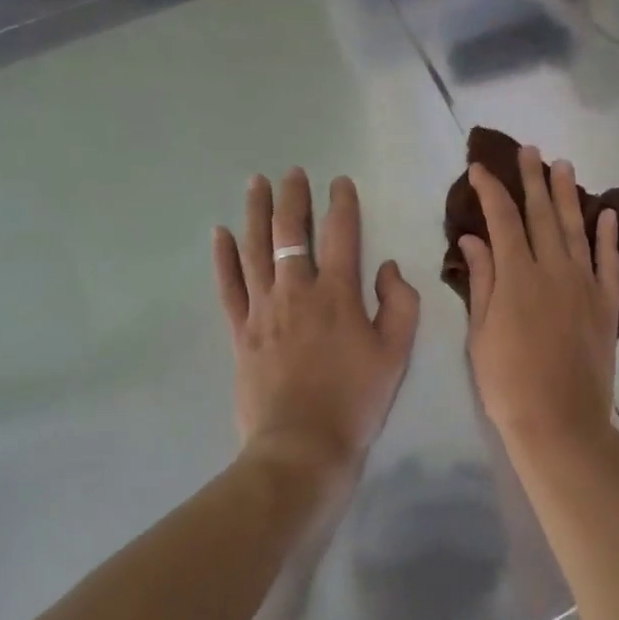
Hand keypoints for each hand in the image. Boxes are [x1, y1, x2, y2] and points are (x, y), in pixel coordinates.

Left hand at [212, 169, 418, 483]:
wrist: (302, 448)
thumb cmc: (355, 399)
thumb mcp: (396, 353)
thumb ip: (399, 303)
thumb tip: (387, 267)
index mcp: (338, 293)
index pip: (341, 234)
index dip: (341, 203)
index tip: (339, 181)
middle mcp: (297, 290)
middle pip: (291, 232)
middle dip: (293, 197)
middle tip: (292, 172)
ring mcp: (264, 309)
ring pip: (256, 249)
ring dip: (255, 212)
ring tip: (255, 182)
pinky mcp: (240, 331)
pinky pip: (229, 286)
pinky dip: (223, 258)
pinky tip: (219, 233)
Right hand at [458, 146, 618, 462]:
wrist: (560, 424)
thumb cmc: (507, 381)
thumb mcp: (480, 331)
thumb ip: (481, 279)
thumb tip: (473, 237)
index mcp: (517, 274)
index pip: (502, 218)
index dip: (490, 189)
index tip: (480, 168)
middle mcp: (553, 268)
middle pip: (542, 213)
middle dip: (533, 178)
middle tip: (530, 150)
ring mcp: (584, 284)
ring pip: (577, 228)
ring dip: (569, 195)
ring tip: (564, 165)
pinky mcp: (606, 304)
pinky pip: (609, 262)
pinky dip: (608, 236)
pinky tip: (608, 213)